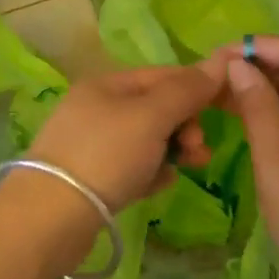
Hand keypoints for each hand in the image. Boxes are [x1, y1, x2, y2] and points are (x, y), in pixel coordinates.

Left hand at [24, 62, 225, 211]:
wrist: (50, 218)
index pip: (164, 75)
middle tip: (199, 150)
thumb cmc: (105, 155)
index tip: (228, 108)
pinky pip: (133, 167)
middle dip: (186, 125)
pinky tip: (159, 185)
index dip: (198, 87)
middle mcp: (97, 108)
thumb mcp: (151, 116)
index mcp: (107, 84)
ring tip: (187, 169)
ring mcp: (92, 144)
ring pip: (147, 140)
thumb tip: (222, 61)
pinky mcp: (92, 177)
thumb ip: (187, 90)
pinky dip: (151, 172)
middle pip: (156, 108)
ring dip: (173, 150)